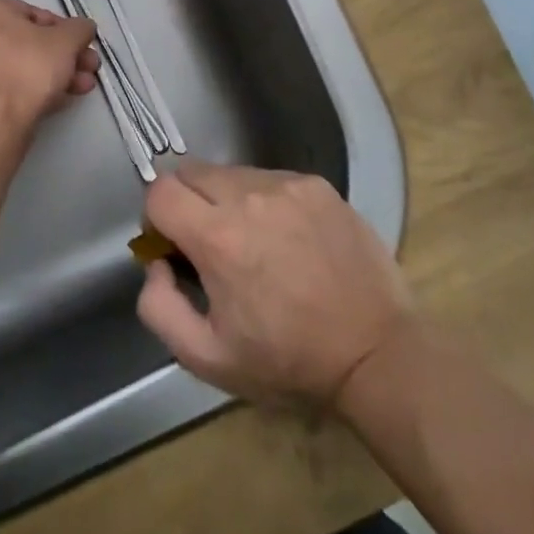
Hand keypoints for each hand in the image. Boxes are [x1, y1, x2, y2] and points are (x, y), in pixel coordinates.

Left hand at [0, 0, 98, 131]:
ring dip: (57, 73)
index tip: (83, 46)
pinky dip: (35, 88)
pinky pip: (10, 84)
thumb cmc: (29, 70)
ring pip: (23, 65)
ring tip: (83, 87)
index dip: (66, 30)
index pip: (37, 13)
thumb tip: (83, 28)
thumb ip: (80, 29)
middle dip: (66, 55)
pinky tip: (61, 100)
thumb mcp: (66, 41)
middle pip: (31, 41)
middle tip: (89, 68)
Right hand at [136, 160, 412, 407]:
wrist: (377, 353)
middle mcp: (250, 197)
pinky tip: (287, 238)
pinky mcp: (318, 186)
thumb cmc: (289, 361)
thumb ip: (159, 308)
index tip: (174, 247)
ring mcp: (288, 186)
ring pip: (231, 173)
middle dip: (187, 202)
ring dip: (226, 200)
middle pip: (190, 172)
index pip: (160, 192)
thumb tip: (156, 264)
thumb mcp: (208, 358)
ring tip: (255, 243)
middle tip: (209, 243)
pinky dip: (264, 200)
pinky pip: (270, 178)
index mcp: (218, 237)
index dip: (156, 219)